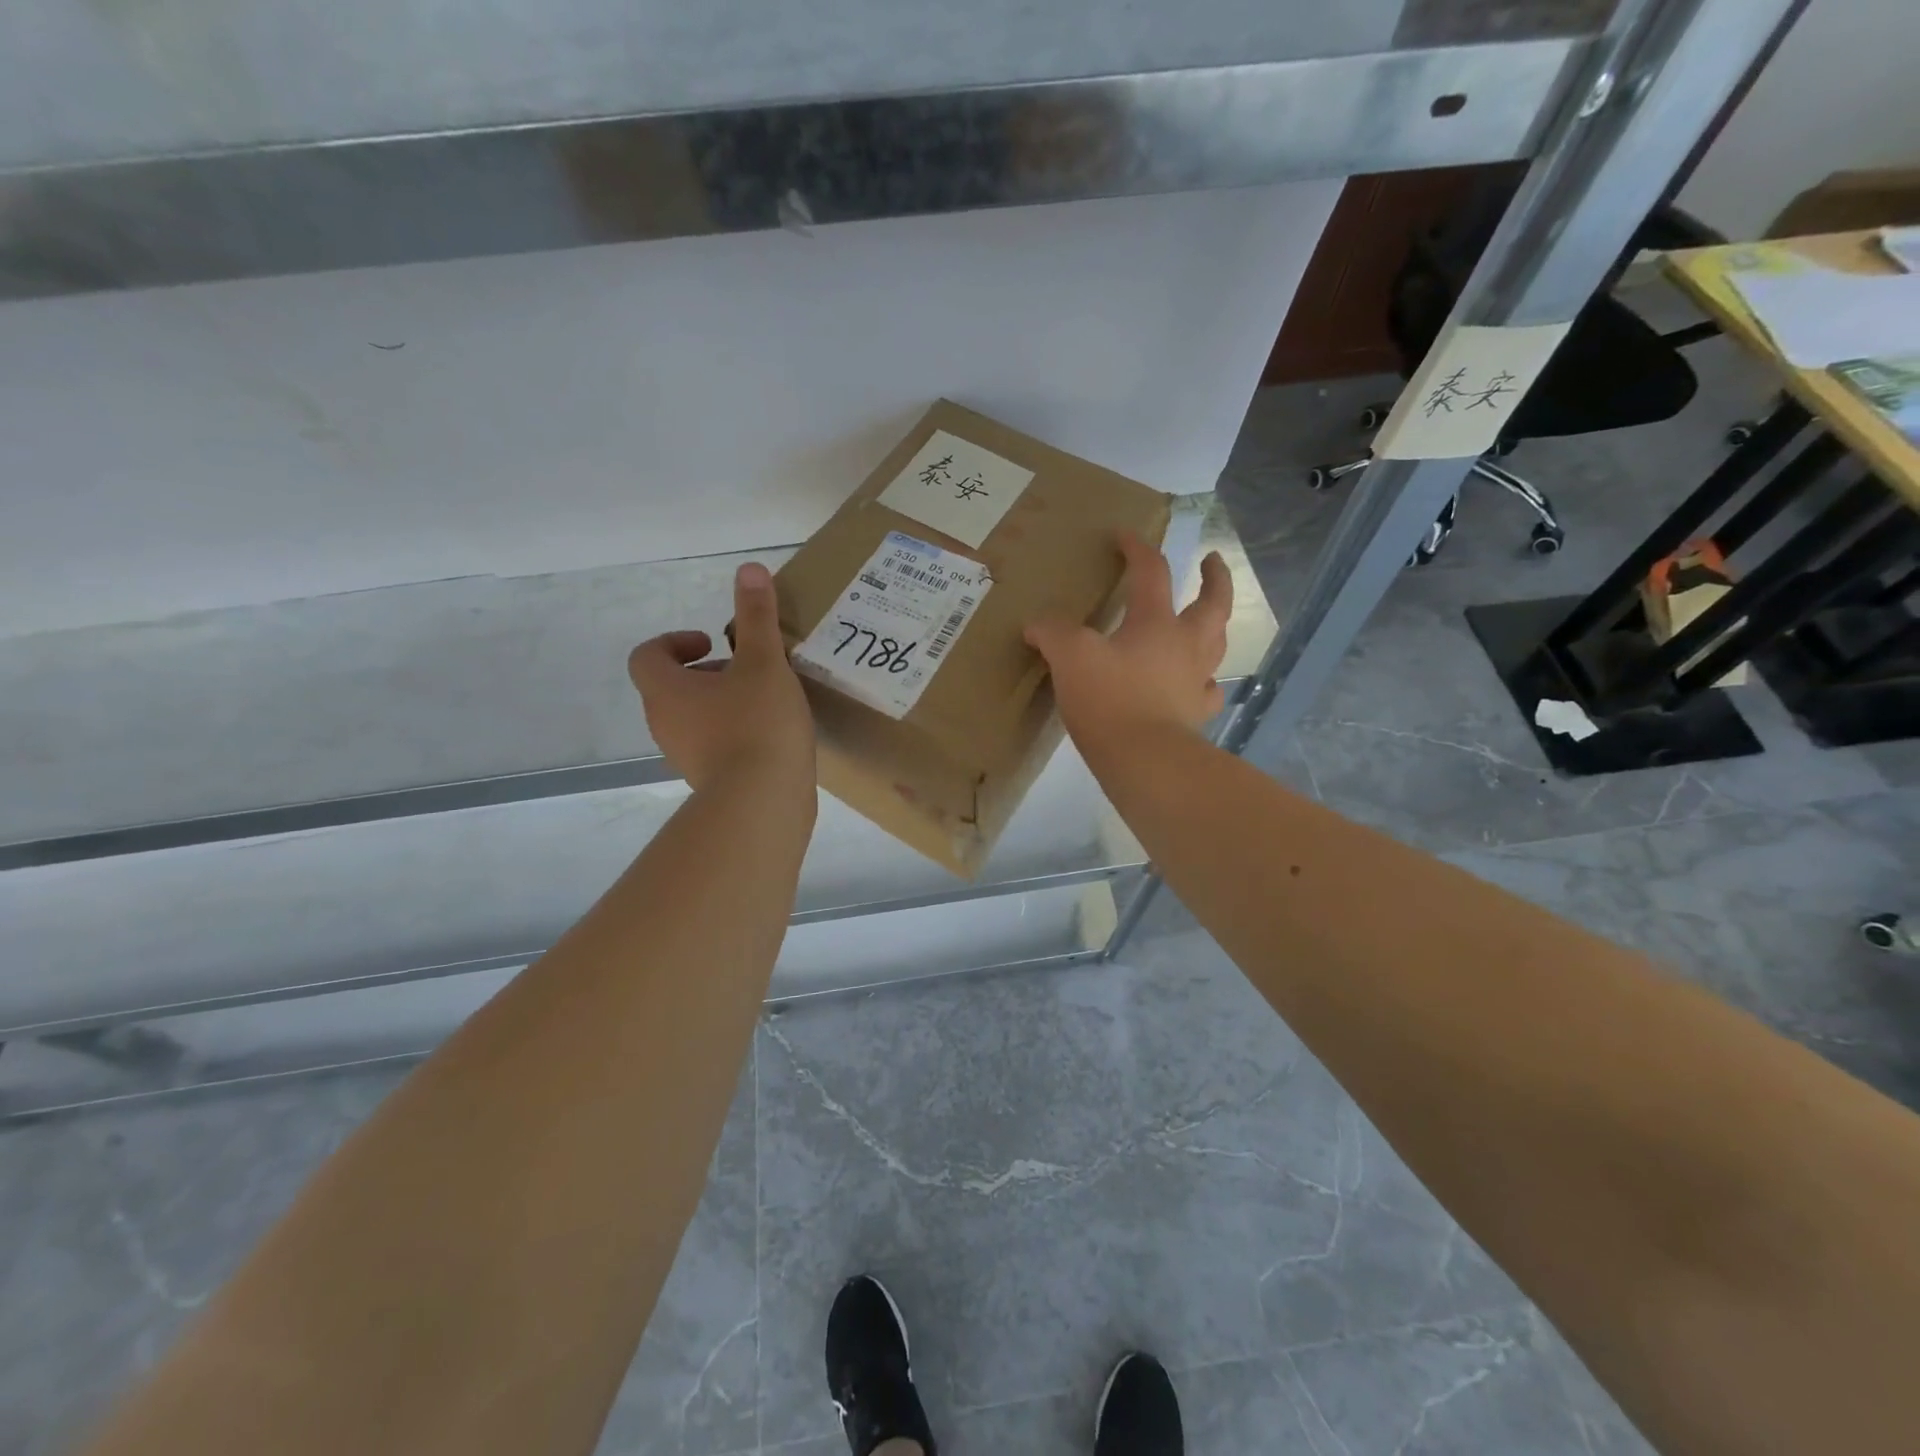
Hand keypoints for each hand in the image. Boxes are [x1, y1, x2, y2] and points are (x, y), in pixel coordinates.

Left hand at [628, 563, 814, 793]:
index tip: (714, 642)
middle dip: (709, 672)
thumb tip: (749, 568)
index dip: (675, 642)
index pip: (647, 656)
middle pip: (673, 687)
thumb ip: (756, 616)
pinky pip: (715, 745)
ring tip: (766, 700)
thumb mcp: (763, 662)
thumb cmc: (756, 724)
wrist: (762, 803)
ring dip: (723, 702)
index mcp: (666, 691)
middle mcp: (665, 723)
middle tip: (748, 669)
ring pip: (695, 717)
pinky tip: (773, 734)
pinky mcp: (710, 781)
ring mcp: (685, 756)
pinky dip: (735, 732)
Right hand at [1025, 531, 1231, 750]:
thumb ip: (1052, 632)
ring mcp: (1195, 681)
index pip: (1151, 572)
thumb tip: (1036, 624)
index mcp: (1156, 623)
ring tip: (1209, 620)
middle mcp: (1185, 646)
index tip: (1124, 535)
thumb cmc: (1109, 700)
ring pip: (1216, 644)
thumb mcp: (1070, 657)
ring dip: (1216, 626)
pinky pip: (1207, 691)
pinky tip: (1197, 684)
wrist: (1143, 759)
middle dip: (1214, 578)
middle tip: (1211, 562)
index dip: (1137, 548)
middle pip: (1212, 603)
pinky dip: (1204, 682)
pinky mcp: (1194, 715)